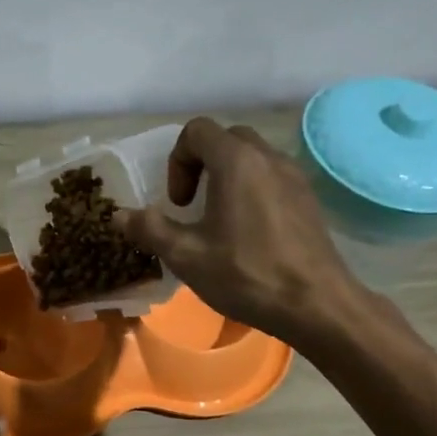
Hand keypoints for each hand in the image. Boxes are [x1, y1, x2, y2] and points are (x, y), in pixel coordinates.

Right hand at [114, 117, 360, 345]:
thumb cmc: (247, 275)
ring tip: (219, 220)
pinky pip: (272, 176)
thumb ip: (150, 229)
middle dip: (201, 163)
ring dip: (227, 176)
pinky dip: (252, 189)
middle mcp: (268, 157)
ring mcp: (294, 176)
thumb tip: (119, 215)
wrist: (317, 304)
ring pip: (252, 157)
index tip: (178, 203)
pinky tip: (249, 232)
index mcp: (236, 162)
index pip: (197, 131)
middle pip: (226, 139)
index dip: (177, 161)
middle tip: (193, 204)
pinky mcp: (309, 198)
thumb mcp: (187, 256)